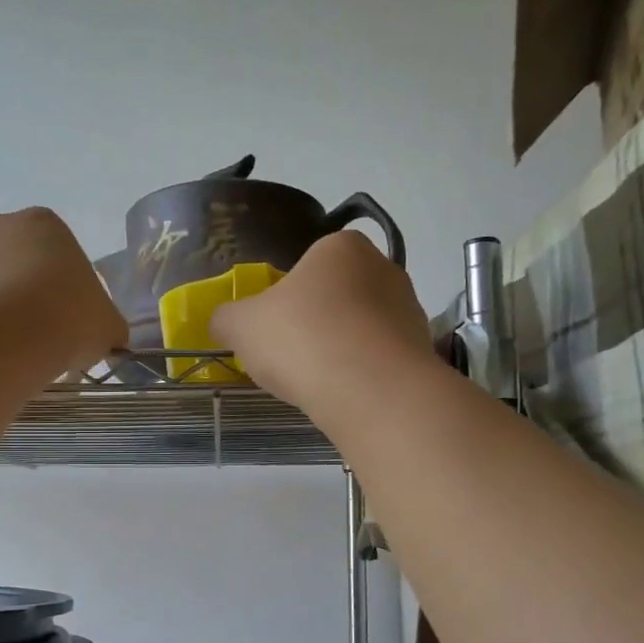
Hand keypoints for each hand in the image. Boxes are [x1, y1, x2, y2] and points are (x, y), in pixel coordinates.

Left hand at [0, 208, 127, 375]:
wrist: (6, 335)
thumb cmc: (68, 318)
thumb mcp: (108, 326)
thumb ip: (107, 326)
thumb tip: (105, 339)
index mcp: (45, 224)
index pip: (55, 252)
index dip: (61, 288)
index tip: (64, 320)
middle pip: (11, 261)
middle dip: (19, 292)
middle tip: (34, 335)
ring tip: (3, 347)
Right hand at [210, 232, 431, 408]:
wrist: (369, 390)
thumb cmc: (302, 339)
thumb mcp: (242, 326)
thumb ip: (226, 318)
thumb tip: (222, 322)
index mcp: (341, 247)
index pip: (309, 264)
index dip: (288, 296)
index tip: (276, 328)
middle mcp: (384, 269)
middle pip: (338, 296)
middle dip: (317, 323)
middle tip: (293, 356)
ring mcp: (409, 310)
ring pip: (361, 329)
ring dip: (341, 350)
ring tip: (319, 381)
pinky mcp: (422, 351)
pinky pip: (380, 359)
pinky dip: (363, 374)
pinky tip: (346, 395)